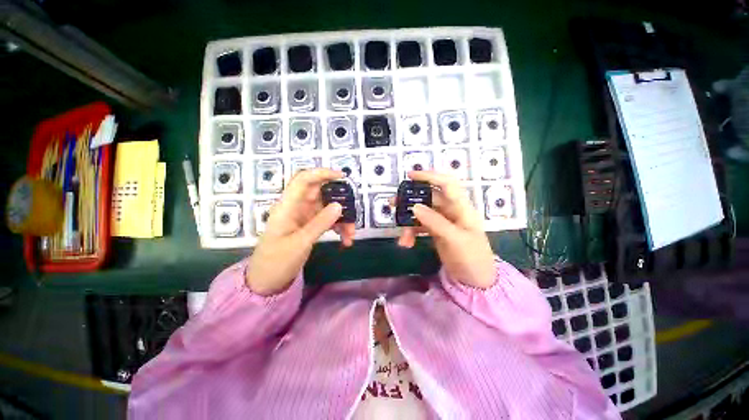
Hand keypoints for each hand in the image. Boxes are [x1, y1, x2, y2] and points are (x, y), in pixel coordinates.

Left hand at [246, 169, 355, 294]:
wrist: (267, 281)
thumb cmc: (277, 261)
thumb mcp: (300, 243)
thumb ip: (320, 223)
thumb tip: (339, 206)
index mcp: (288, 206)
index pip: (304, 180)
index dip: (322, 173)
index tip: (342, 177)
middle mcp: (297, 207)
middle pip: (321, 194)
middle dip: (340, 202)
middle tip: (353, 213)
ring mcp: (304, 217)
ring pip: (328, 208)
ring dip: (342, 219)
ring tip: (351, 234)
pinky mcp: (310, 226)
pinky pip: (328, 221)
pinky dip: (338, 227)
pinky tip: (345, 239)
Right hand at [397, 171, 495, 288]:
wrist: (476, 281)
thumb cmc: (472, 258)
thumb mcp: (455, 240)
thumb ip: (435, 222)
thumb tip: (414, 206)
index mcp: (462, 208)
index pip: (447, 184)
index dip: (430, 176)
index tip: (410, 176)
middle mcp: (451, 211)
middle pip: (429, 198)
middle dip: (410, 201)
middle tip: (393, 203)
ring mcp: (443, 221)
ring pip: (422, 213)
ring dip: (409, 222)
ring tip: (401, 238)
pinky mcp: (436, 231)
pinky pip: (420, 226)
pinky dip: (411, 233)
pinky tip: (406, 243)